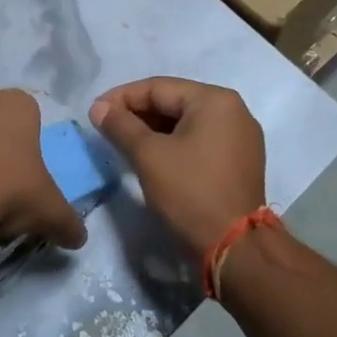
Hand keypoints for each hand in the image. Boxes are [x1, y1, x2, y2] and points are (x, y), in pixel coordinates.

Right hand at [89, 77, 264, 257]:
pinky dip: (174, 144)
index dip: (121, 98)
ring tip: (124, 142)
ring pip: (186, 123)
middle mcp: (233, 110)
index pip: (158, 87)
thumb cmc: (190, 192)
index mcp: (215, 100)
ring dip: (154, 130)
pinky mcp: (240, 160)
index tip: (95, 112)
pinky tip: (152, 156)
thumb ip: (120, 126)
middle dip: (138, 114)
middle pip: (174, 102)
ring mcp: (241, 137)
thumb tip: (98, 107)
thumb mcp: (148, 156)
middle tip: (106, 128)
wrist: (236, 249)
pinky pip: (199, 140)